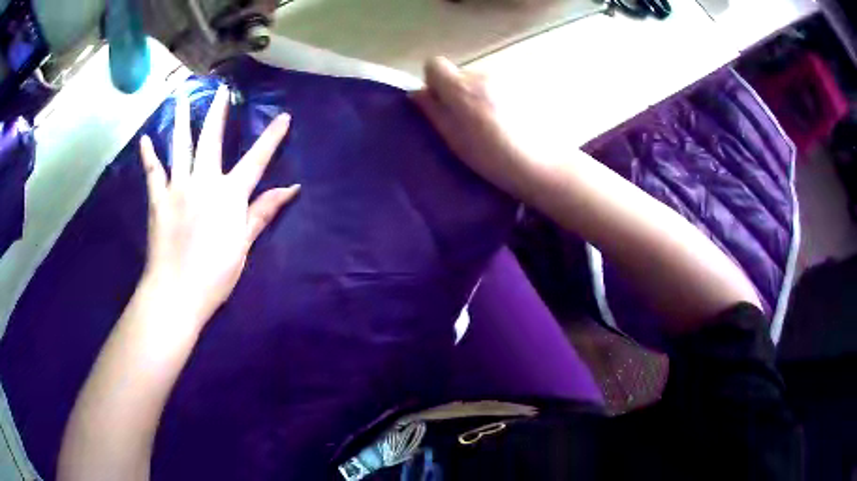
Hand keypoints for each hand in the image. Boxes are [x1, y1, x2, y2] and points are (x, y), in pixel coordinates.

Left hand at [139, 85, 298, 327]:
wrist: (176, 292)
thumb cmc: (214, 274)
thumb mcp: (243, 245)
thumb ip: (262, 212)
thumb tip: (291, 188)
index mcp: (229, 195)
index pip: (256, 160)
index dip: (272, 137)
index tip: (283, 117)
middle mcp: (204, 181)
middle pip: (212, 139)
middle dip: (219, 112)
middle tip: (221, 90)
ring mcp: (178, 187)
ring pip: (180, 145)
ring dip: (182, 118)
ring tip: (182, 96)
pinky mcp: (158, 199)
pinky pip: (153, 171)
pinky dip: (149, 155)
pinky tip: (145, 139)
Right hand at [410, 57, 542, 199]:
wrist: (542, 164)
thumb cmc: (492, 157)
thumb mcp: (454, 138)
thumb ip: (433, 110)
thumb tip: (417, 92)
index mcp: (460, 86)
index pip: (434, 64)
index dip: (434, 81)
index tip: (441, 102)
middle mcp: (483, 74)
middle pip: (461, 74)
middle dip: (460, 91)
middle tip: (471, 121)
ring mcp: (508, 77)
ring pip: (483, 81)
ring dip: (483, 95)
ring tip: (496, 124)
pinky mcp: (527, 85)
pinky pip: (503, 86)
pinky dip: (502, 98)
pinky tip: (514, 121)